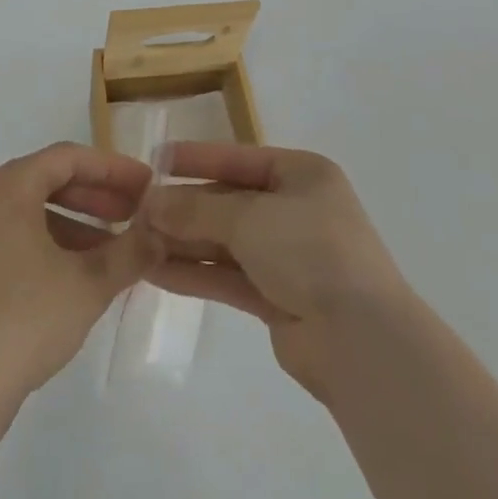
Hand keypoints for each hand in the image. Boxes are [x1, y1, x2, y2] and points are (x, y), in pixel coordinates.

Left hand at [0, 143, 158, 418]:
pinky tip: (76, 274)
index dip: (112, 168)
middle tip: (134, 215)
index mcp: (8, 188)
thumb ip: (131, 251)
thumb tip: (161, 234)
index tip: (145, 184)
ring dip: (75, 223)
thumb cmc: (26, 320)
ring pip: (31, 211)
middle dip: (96, 196)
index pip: (68, 158)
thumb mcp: (90, 284)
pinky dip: (48, 243)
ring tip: (113, 250)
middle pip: (48, 180)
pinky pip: (14, 236)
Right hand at [144, 143, 413, 398]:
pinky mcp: (278, 297)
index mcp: (302, 174)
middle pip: (228, 201)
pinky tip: (156, 272)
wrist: (361, 340)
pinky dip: (196, 273)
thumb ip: (197, 208)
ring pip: (225, 241)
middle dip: (184, 207)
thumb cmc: (310, 251)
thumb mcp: (249, 217)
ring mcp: (288, 256)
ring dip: (184, 241)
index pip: (238, 158)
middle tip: (136, 211)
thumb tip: (150, 203)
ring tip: (136, 242)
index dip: (196, 158)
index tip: (154, 158)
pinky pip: (228, 276)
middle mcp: (296, 210)